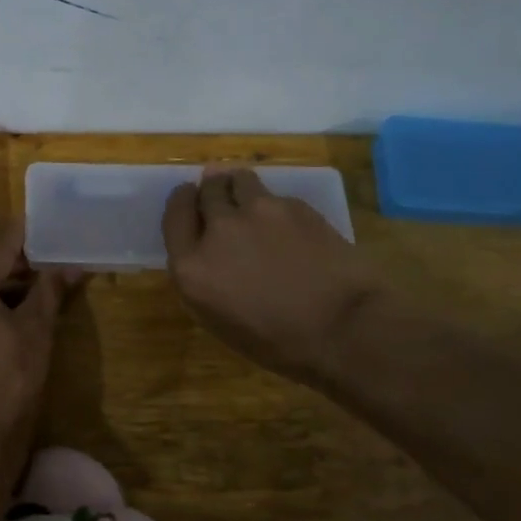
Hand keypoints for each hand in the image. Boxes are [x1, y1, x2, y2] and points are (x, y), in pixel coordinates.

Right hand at [162, 168, 377, 388]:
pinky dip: (273, 205)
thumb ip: (202, 276)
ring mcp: (258, 212)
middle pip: (206, 190)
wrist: (345, 329)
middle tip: (220, 200)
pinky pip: (274, 195)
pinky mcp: (293, 205)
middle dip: (211, 192)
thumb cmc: (278, 341)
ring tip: (250, 201)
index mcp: (192, 265)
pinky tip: (287, 225)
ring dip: (239, 187)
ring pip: (238, 180)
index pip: (175, 214)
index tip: (189, 198)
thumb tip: (205, 248)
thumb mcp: (219, 319)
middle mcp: (219, 229)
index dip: (182, 202)